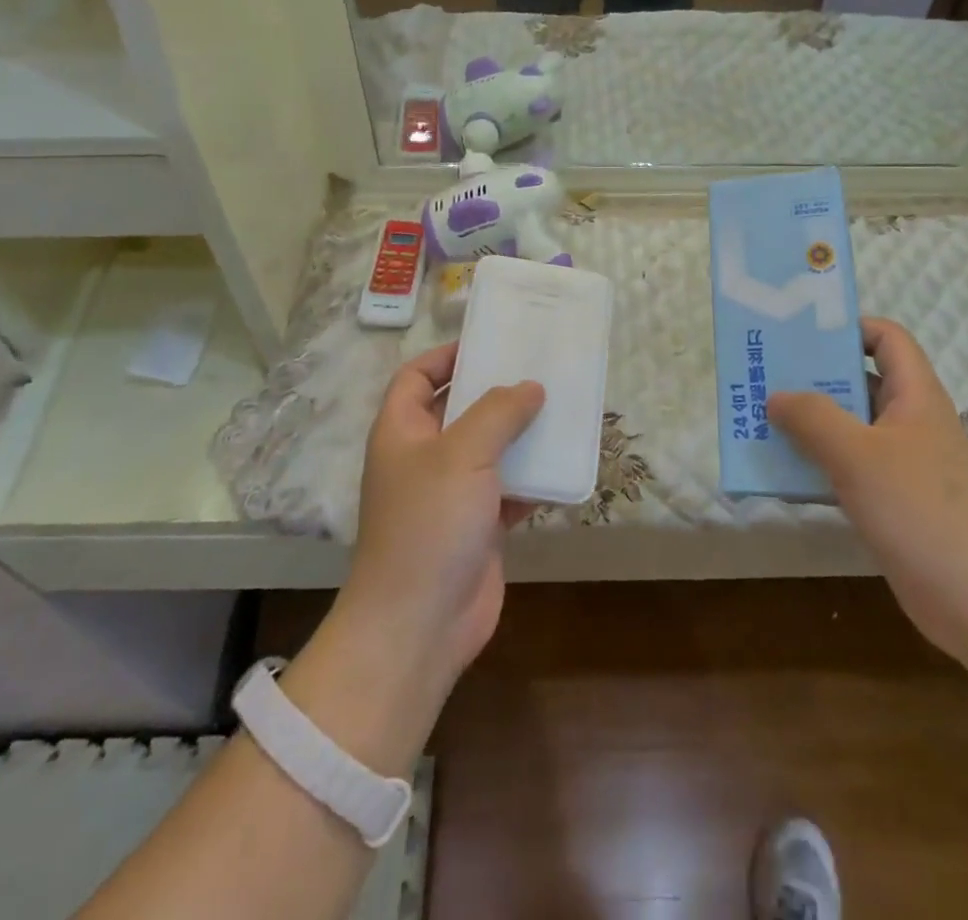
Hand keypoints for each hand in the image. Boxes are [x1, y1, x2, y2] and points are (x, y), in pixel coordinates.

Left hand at [345, 342, 543, 681]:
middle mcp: (424, 457)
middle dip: (496, 390)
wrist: (420, 625)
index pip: (416, 376)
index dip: (446, 356)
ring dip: (521, 432)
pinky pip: (510, 487)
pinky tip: (565, 461)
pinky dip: (534, 476)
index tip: (490, 343)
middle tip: (539, 368)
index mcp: (402, 431)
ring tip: (561, 406)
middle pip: (459, 409)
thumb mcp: (462, 453)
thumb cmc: (429, 524)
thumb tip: (530, 387)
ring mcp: (452, 493)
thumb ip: (498, 412)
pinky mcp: (479, 525)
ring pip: (490, 448)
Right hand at [767, 318, 967, 662]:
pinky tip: (784, 474)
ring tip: (761, 421)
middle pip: (859, 381)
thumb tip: (775, 396)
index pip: (886, 338)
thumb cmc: (921, 511)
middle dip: (812, 377)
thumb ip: (812, 418)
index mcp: (914, 395)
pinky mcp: (893, 501)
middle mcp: (909, 421)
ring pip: (849, 427)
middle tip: (764, 376)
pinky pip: (848, 467)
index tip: (801, 335)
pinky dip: (818, 464)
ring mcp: (902, 463)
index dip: (848, 327)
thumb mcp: (858, 455)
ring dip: (809, 423)